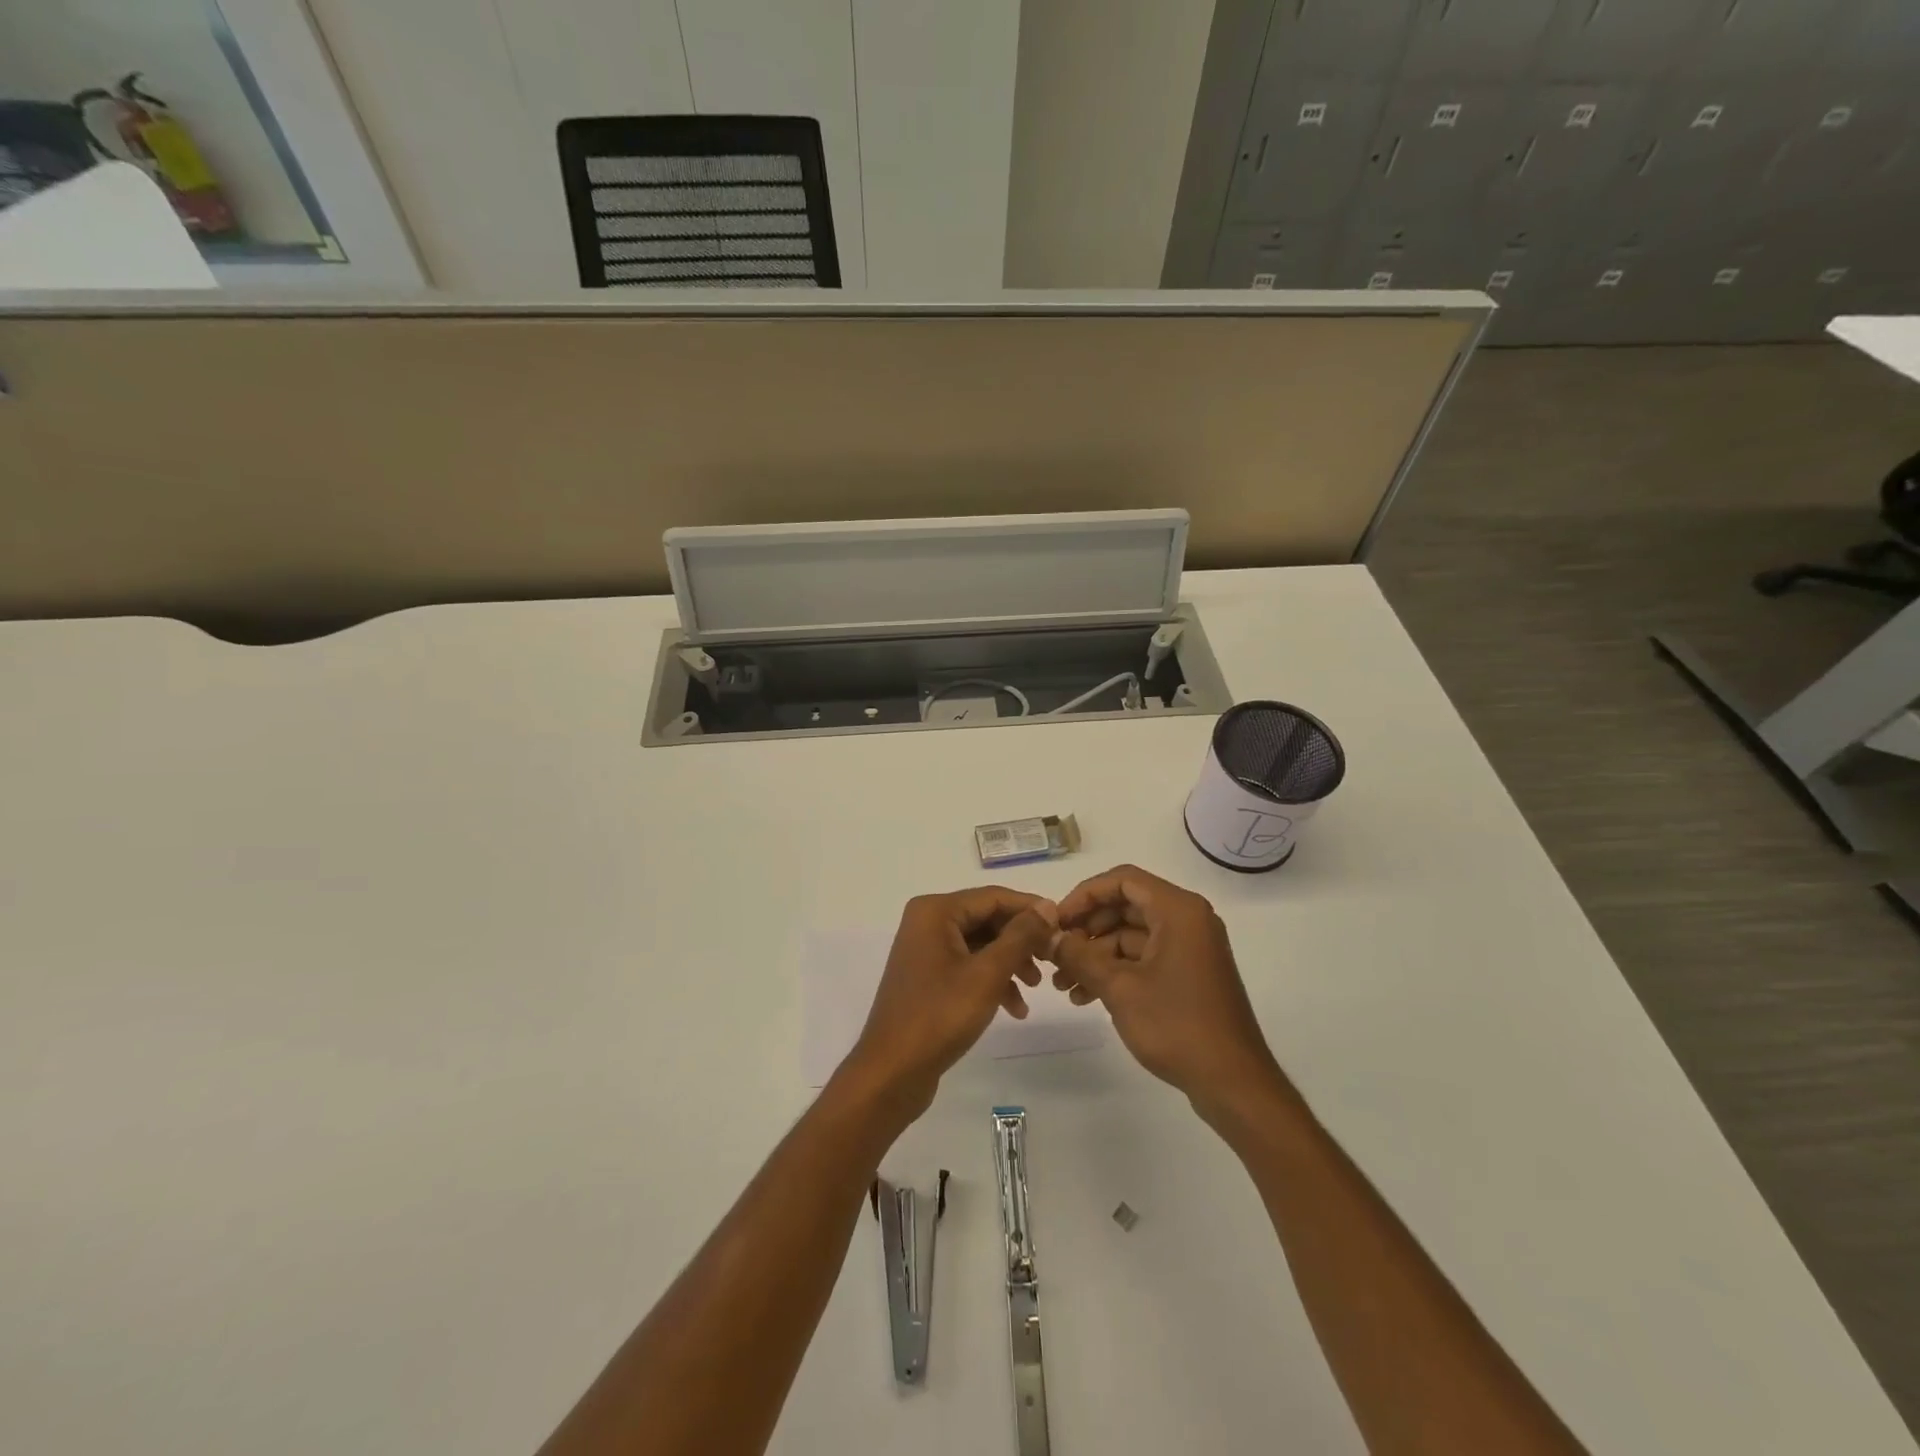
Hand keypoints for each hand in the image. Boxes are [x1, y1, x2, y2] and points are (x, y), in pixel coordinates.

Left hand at [841, 888, 1059, 1118]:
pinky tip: (1015, 1008)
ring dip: (1010, 962)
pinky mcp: (928, 976)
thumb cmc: (940, 1016)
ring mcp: (926, 950)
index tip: (1064, 926)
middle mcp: (927, 922)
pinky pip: (968, 965)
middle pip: (987, 919)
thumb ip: (1020, 936)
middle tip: (1053, 959)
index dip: (1031, 909)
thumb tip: (1046, 906)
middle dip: (1021, 940)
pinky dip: (992, 980)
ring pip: (980, 944)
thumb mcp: (988, 974)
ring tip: (1036, 987)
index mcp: (936, 911)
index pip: (994, 897)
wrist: (892, 1072)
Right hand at [1049, 865, 1288, 1122]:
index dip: (1084, 895)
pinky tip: (1085, 997)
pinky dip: (1115, 971)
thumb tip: (1048, 936)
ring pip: (1130, 935)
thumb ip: (1080, 956)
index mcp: (1178, 910)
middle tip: (1054, 954)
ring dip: (1095, 955)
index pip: (1122, 880)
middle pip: (1125, 906)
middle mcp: (1187, 919)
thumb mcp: (1119, 988)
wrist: (1233, 1083)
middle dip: (1086, 930)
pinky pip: (1144, 957)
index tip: (1056, 921)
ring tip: (1063, 985)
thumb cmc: (1177, 1025)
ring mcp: (1189, 947)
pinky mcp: (1188, 973)